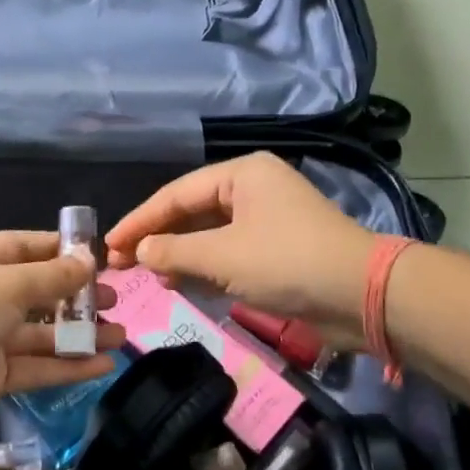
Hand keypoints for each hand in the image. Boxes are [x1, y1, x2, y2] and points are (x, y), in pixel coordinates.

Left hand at [0, 231, 125, 438]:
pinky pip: (36, 366)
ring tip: (120, 336)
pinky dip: (68, 366)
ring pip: (41, 333)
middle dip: (76, 297)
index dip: (61, 251)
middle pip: (37, 292)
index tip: (99, 258)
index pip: (24, 247)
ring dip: (79, 335)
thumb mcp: (6, 283)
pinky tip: (102, 365)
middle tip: (113, 300)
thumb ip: (51, 276)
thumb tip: (89, 261)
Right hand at [106, 153, 379, 348]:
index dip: (140, 220)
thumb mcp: (223, 256)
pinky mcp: (276, 251)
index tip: (108, 245)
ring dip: (180, 256)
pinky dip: (206, 268)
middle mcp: (253, 189)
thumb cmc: (287, 262)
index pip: (176, 194)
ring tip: (150, 277)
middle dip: (158, 239)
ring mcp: (266, 221)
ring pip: (209, 235)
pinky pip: (229, 254)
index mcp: (242, 174)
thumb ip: (174, 251)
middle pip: (192, 212)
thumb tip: (140, 251)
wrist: (361, 295)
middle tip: (122, 265)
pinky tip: (182, 284)